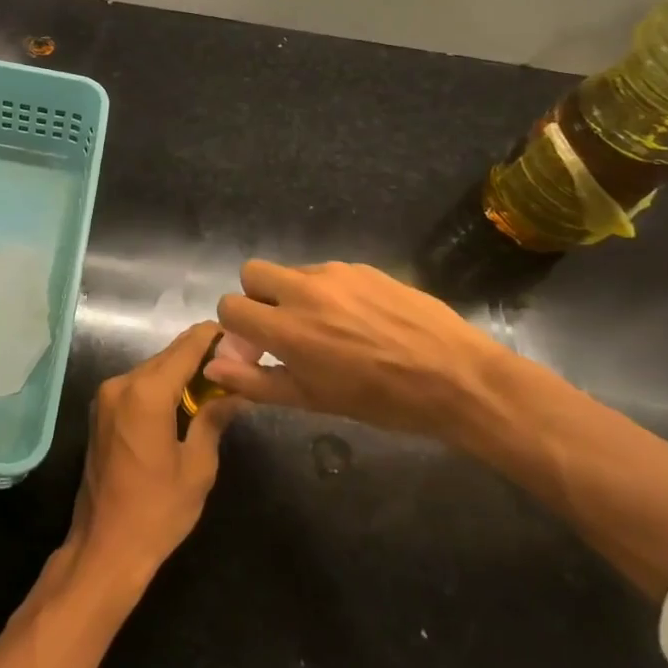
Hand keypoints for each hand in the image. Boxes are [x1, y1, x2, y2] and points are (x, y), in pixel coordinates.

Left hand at [62, 322, 237, 593]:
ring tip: (217, 379)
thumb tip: (236, 390)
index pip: (186, 348)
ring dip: (181, 371)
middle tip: (236, 360)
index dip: (213, 337)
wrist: (104, 547)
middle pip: (167, 356)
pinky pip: (138, 386)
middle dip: (200, 355)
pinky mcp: (101, 411)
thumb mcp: (198, 467)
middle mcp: (121, 384)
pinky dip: (162, 386)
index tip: (240, 334)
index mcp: (146, 393)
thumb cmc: (157, 511)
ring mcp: (106, 396)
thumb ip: (214, 419)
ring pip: (152, 369)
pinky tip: (186, 399)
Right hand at [211, 260, 516, 441]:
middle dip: (258, 297)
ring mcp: (335, 273)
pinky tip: (360, 319)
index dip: (237, 326)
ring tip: (331, 327)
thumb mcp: (313, 400)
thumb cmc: (381, 400)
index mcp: (287, 328)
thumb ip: (256, 382)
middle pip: (252, 272)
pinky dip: (330, 291)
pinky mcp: (362, 266)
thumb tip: (211, 367)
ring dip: (295, 294)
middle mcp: (303, 290)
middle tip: (285, 327)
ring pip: (292, 271)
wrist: (456, 377)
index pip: (230, 305)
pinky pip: (327, 272)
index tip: (258, 346)